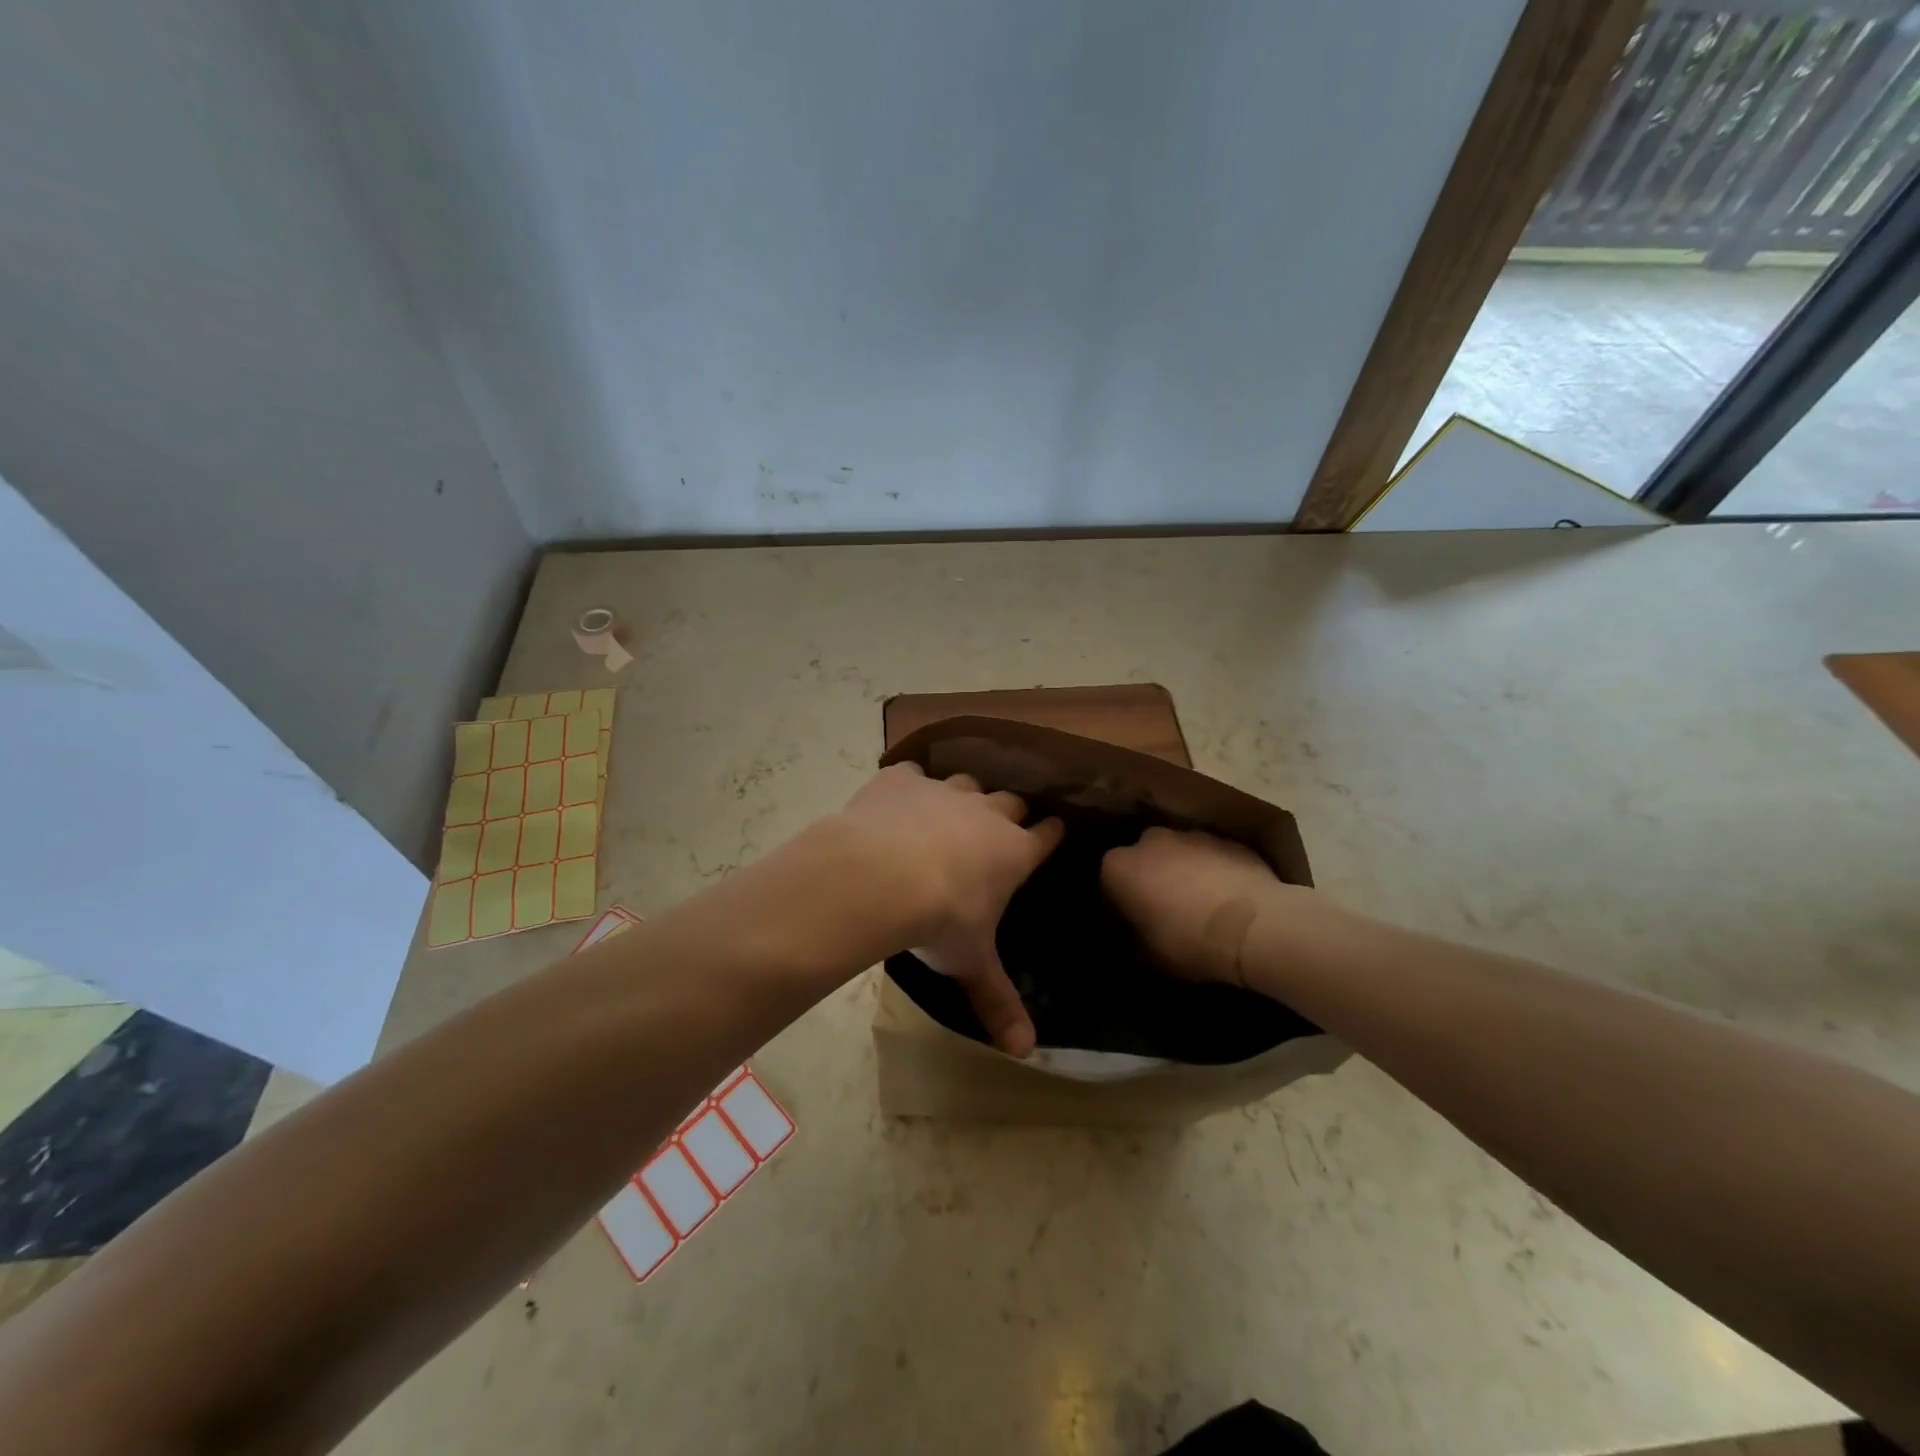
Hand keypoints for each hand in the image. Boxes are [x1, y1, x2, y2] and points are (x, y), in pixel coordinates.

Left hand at [838, 764, 1063, 1055]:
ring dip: (962, 797)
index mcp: (1012, 852)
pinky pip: (912, 774)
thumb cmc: (938, 921)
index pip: (1046, 836)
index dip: (1052, 833)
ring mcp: (944, 791)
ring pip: (966, 783)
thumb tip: (1026, 1053)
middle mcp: (986, 814)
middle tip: (1000, 826)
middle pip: (1010, 802)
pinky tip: (896, 800)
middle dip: (1009, 813)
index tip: (1054, 829)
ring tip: (948, 814)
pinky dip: (908, 786)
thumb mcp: (970, 963)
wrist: (879, 876)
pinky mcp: (903, 781)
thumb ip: (998, 1002)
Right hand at [1101, 827, 1295, 985]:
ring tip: (1199, 906)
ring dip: (1182, 874)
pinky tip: (1227, 899)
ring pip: (1178, 855)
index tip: (1130, 929)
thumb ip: (1133, 943)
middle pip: (1142, 861)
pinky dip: (1213, 873)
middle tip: (1163, 913)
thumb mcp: (1149, 957)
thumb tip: (1133, 940)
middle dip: (1149, 881)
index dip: (1118, 909)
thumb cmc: (1188, 941)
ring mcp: (1191, 835)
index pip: (1107, 885)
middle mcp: (1149, 841)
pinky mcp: (1228, 840)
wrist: (1255, 925)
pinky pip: (1211, 858)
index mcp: (1119, 866)